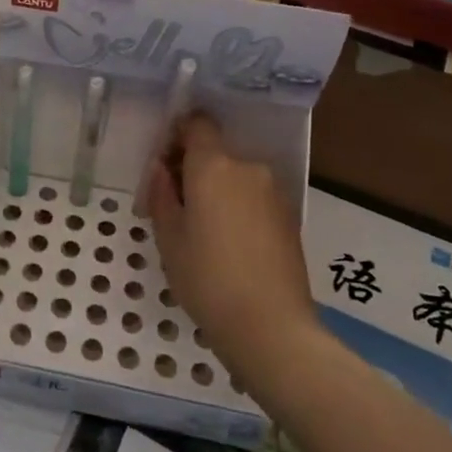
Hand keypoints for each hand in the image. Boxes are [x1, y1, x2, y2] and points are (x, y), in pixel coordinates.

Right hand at [140, 113, 312, 377]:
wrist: (272, 328)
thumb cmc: (207, 278)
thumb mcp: (168, 237)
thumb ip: (161, 193)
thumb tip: (161, 168)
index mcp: (214, 166)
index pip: (198, 124)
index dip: (178, 135)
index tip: (164, 164)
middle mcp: (248, 168)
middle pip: (216, 153)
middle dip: (194, 170)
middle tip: (176, 207)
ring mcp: (274, 192)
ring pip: (236, 177)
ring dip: (217, 191)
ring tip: (203, 233)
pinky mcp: (290, 217)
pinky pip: (254, 198)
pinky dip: (238, 208)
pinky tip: (230, 246)